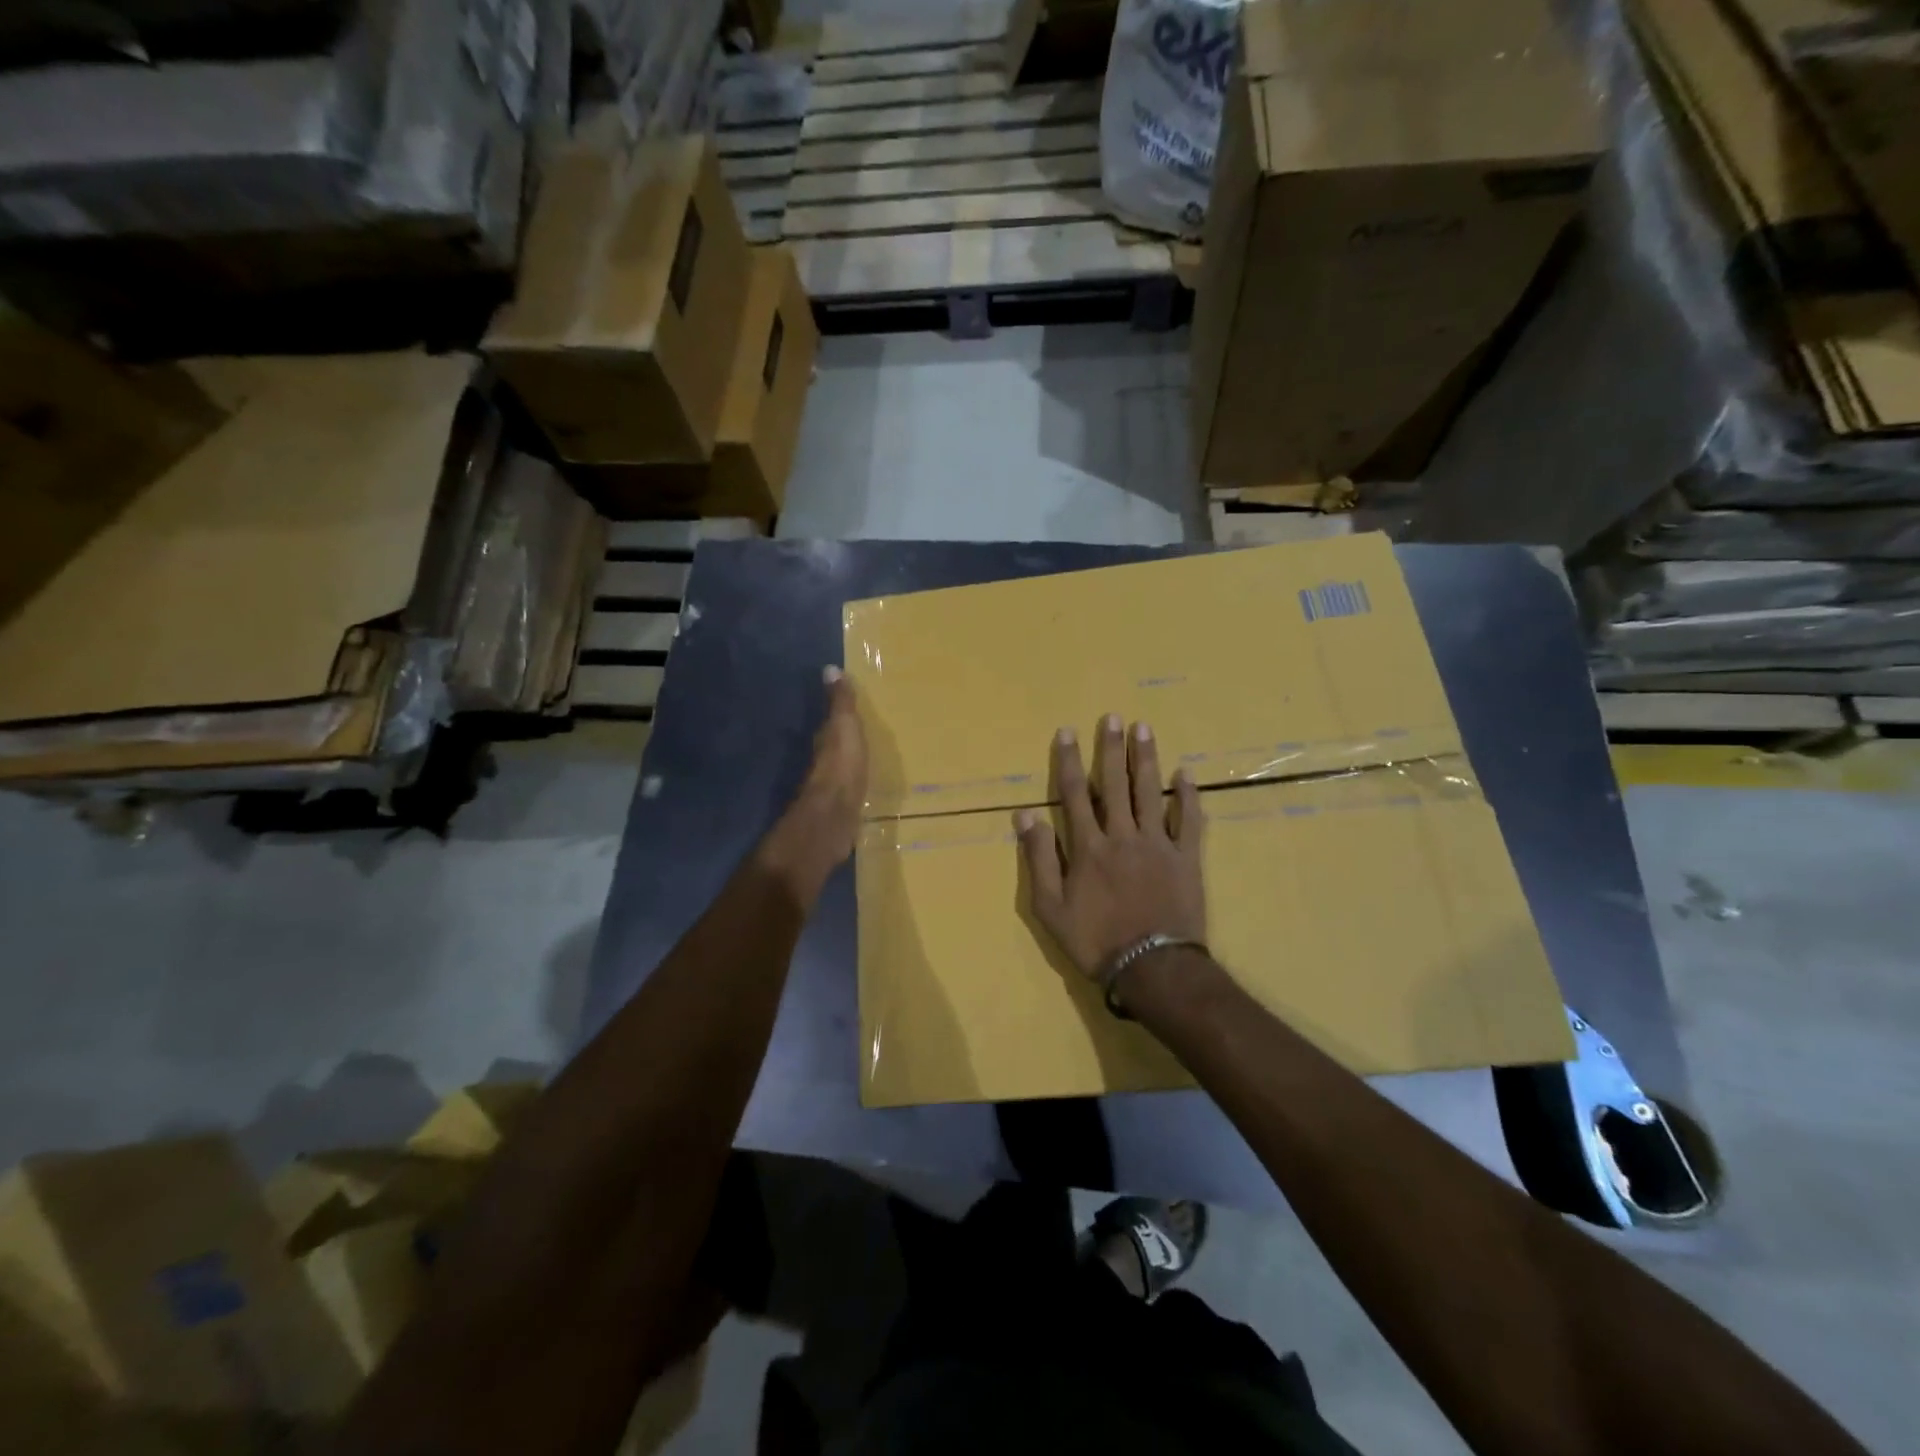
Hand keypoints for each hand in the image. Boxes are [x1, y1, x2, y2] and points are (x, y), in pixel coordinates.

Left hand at [762, 667, 867, 902]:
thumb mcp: (844, 727)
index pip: (829, 723)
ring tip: (867, 757)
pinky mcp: (841, 807)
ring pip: (841, 768)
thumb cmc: (842, 765)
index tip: (847, 708)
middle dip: (844, 740)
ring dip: (850, 762)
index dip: (836, 715)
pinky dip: (855, 784)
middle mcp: (824, 762)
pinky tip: (864, 786)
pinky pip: (849, 788)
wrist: (835, 815)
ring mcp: (831, 786)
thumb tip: (829, 668)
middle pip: (834, 746)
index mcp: (826, 740)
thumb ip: (840, 702)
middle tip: (860, 732)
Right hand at [1015, 714, 1205, 984]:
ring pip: (1150, 792)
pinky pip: (1188, 821)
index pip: (1075, 794)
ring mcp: (1157, 844)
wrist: (1152, 968)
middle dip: (1111, 749)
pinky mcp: (1186, 858)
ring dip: (1146, 759)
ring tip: (1144, 729)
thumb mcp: (1050, 907)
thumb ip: (1039, 859)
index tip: (1068, 732)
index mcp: (1088, 846)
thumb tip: (1025, 815)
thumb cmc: (1095, 940)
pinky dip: (1187, 796)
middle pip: (1115, 784)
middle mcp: (1122, 835)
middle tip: (1113, 717)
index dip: (1069, 761)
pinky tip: (1186, 774)